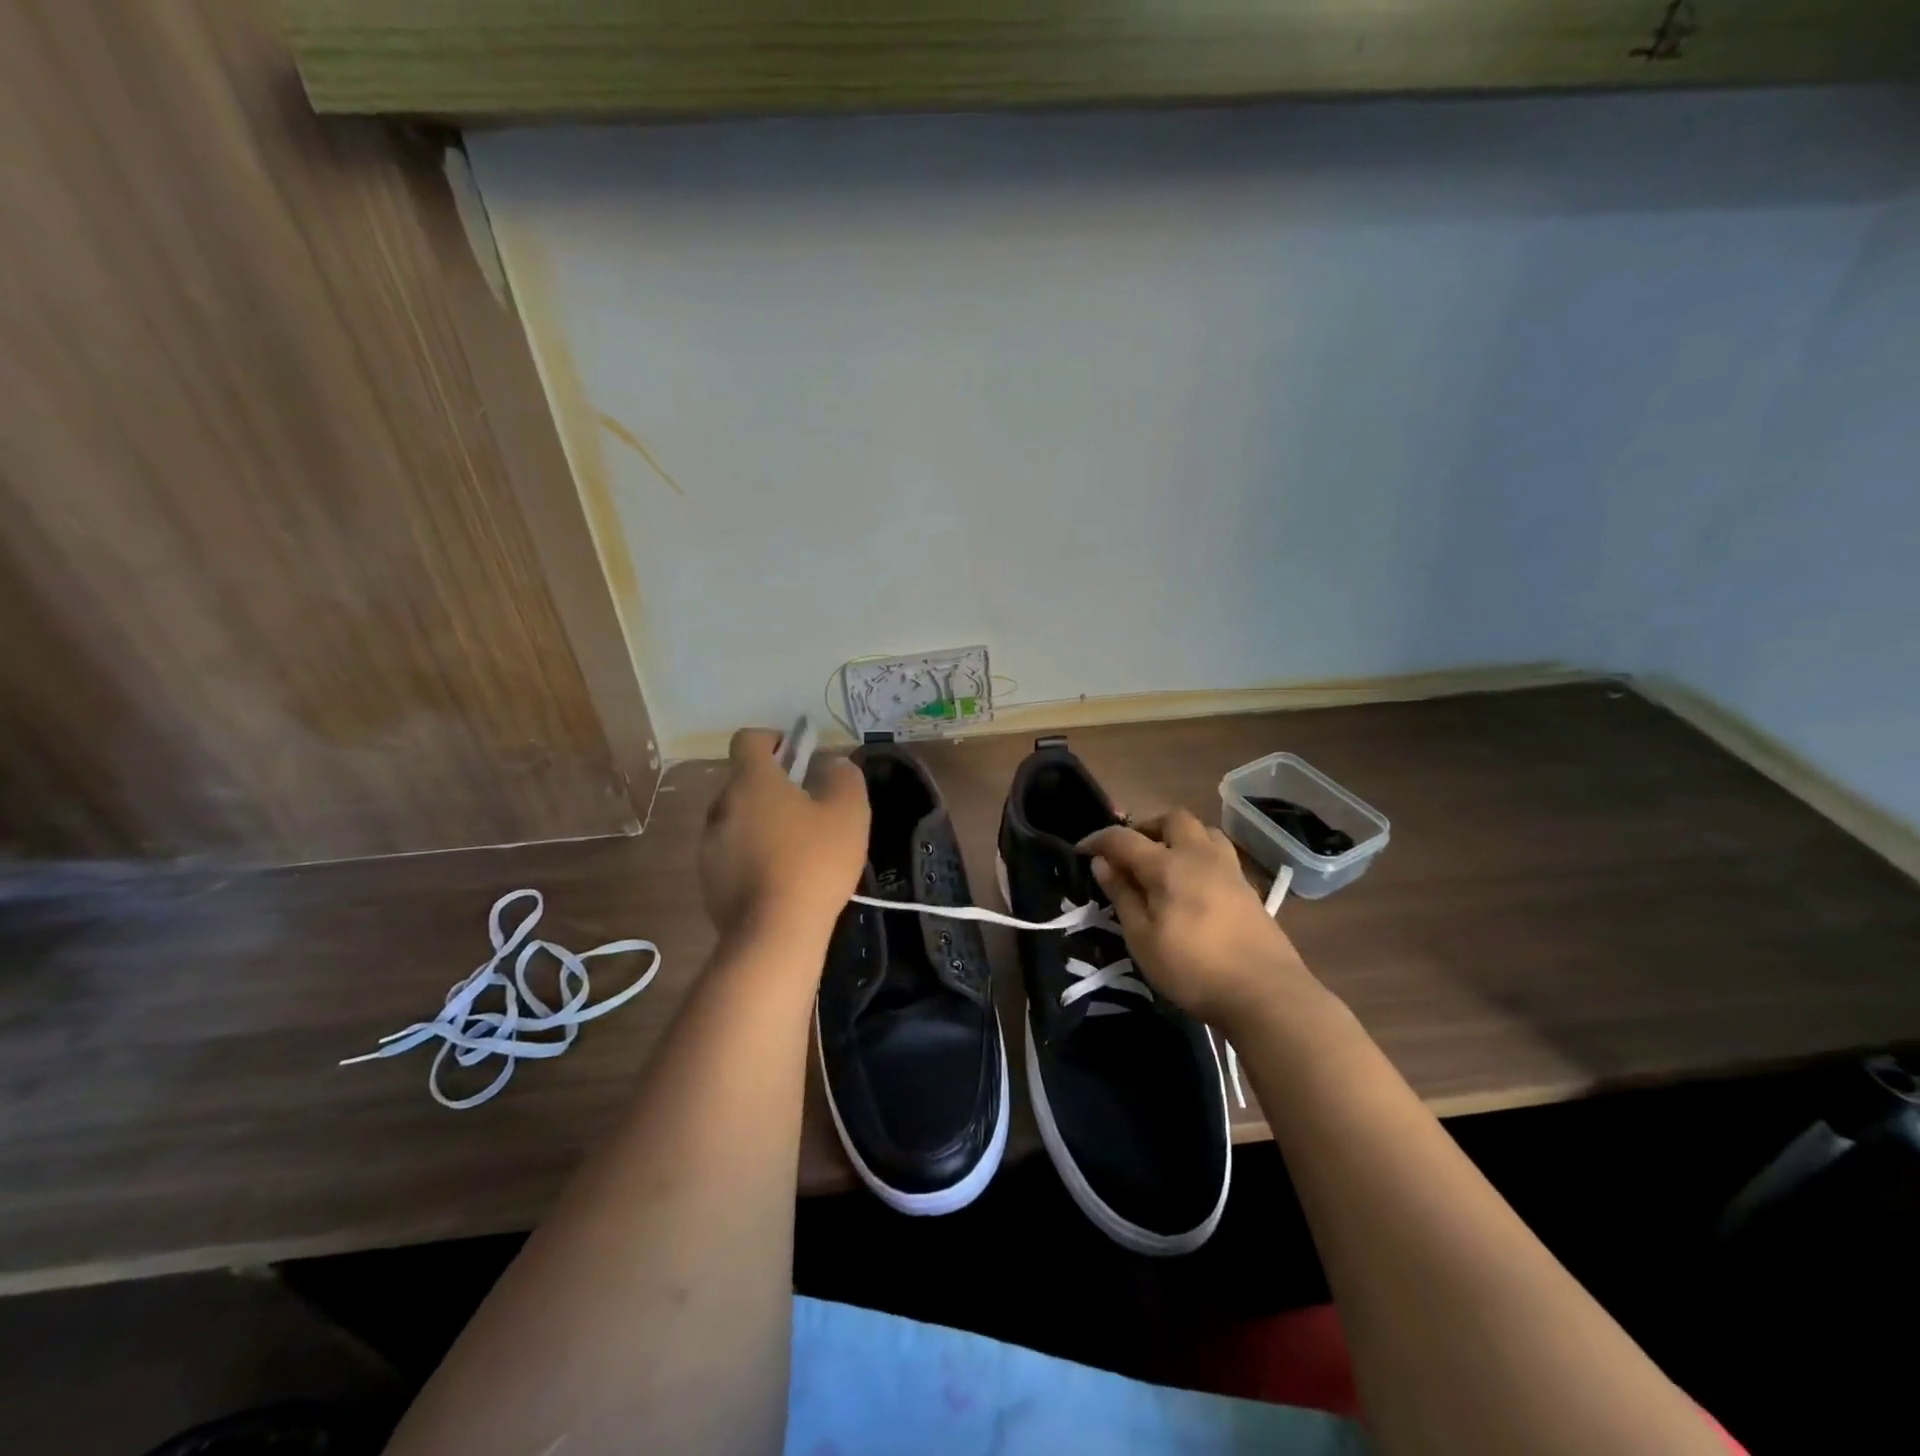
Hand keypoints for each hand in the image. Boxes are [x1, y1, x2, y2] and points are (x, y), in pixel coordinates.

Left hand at [699, 728, 868, 943]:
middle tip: (809, 808)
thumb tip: (830, 764)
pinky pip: (732, 852)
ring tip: (797, 849)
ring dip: (762, 822)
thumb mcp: (848, 812)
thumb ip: (843, 775)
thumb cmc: (815, 862)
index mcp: (751, 782)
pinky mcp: (708, 880)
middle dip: (774, 786)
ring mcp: (709, 845)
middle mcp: (721, 806)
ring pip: (738, 818)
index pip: (749, 739)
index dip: (775, 740)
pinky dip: (753, 855)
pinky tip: (781, 878)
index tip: (800, 757)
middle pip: (744, 781)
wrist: (775, 933)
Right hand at [1079, 809, 1324, 1027]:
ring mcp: (1229, 870)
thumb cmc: (1193, 969)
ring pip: (1203, 831)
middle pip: (1172, 818)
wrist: (1266, 993)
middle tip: (1130, 852)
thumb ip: (1122, 896)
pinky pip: (1220, 853)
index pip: (1124, 838)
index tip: (1081, 851)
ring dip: (1178, 836)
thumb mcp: (1142, 939)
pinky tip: (1194, 885)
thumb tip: (1102, 863)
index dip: (1098, 840)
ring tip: (1165, 862)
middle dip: (1145, 826)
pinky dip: (1200, 855)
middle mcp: (1199, 856)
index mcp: (1168, 865)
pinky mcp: (1248, 888)